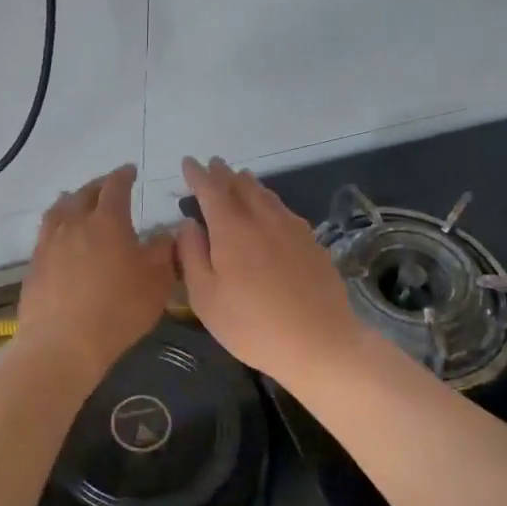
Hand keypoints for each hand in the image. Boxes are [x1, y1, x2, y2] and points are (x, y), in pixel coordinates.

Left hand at [14, 165, 176, 384]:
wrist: (63, 343)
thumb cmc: (118, 310)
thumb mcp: (156, 282)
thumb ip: (163, 252)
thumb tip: (165, 234)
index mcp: (107, 221)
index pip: (115, 187)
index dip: (124, 175)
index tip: (130, 171)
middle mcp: (74, 224)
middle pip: (84, 194)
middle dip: (98, 186)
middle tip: (107, 186)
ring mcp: (49, 243)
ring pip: (59, 210)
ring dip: (71, 201)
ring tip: (77, 201)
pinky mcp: (35, 264)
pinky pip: (46, 233)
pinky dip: (57, 226)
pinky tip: (61, 237)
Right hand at [176, 156, 362, 386]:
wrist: (318, 342)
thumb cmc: (251, 325)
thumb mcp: (205, 297)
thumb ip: (192, 255)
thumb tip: (188, 224)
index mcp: (232, 229)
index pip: (211, 190)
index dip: (197, 175)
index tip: (188, 163)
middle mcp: (263, 219)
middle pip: (241, 186)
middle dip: (223, 174)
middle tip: (213, 165)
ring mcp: (293, 229)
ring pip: (267, 195)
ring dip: (249, 184)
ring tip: (240, 178)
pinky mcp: (312, 243)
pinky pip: (285, 211)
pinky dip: (270, 202)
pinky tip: (272, 210)